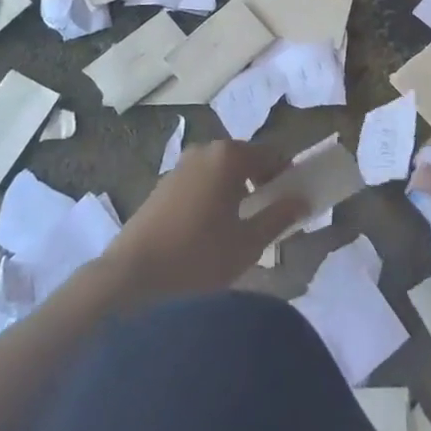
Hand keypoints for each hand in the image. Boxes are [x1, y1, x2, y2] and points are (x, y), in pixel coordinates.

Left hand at [107, 140, 306, 296]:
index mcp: (229, 156)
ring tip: (238, 228)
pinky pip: (198, 183)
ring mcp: (179, 167)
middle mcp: (204, 150)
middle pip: (244, 159)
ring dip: (234, 191)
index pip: (271, 154)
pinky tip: (208, 233)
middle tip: (268, 216)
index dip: (286, 176)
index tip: (293, 202)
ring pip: (219, 172)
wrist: (129, 280)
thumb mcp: (248, 243)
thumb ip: (279, 216)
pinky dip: (211, 198)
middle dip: (260, 182)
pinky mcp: (160, 187)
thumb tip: (301, 200)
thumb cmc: (198, 258)